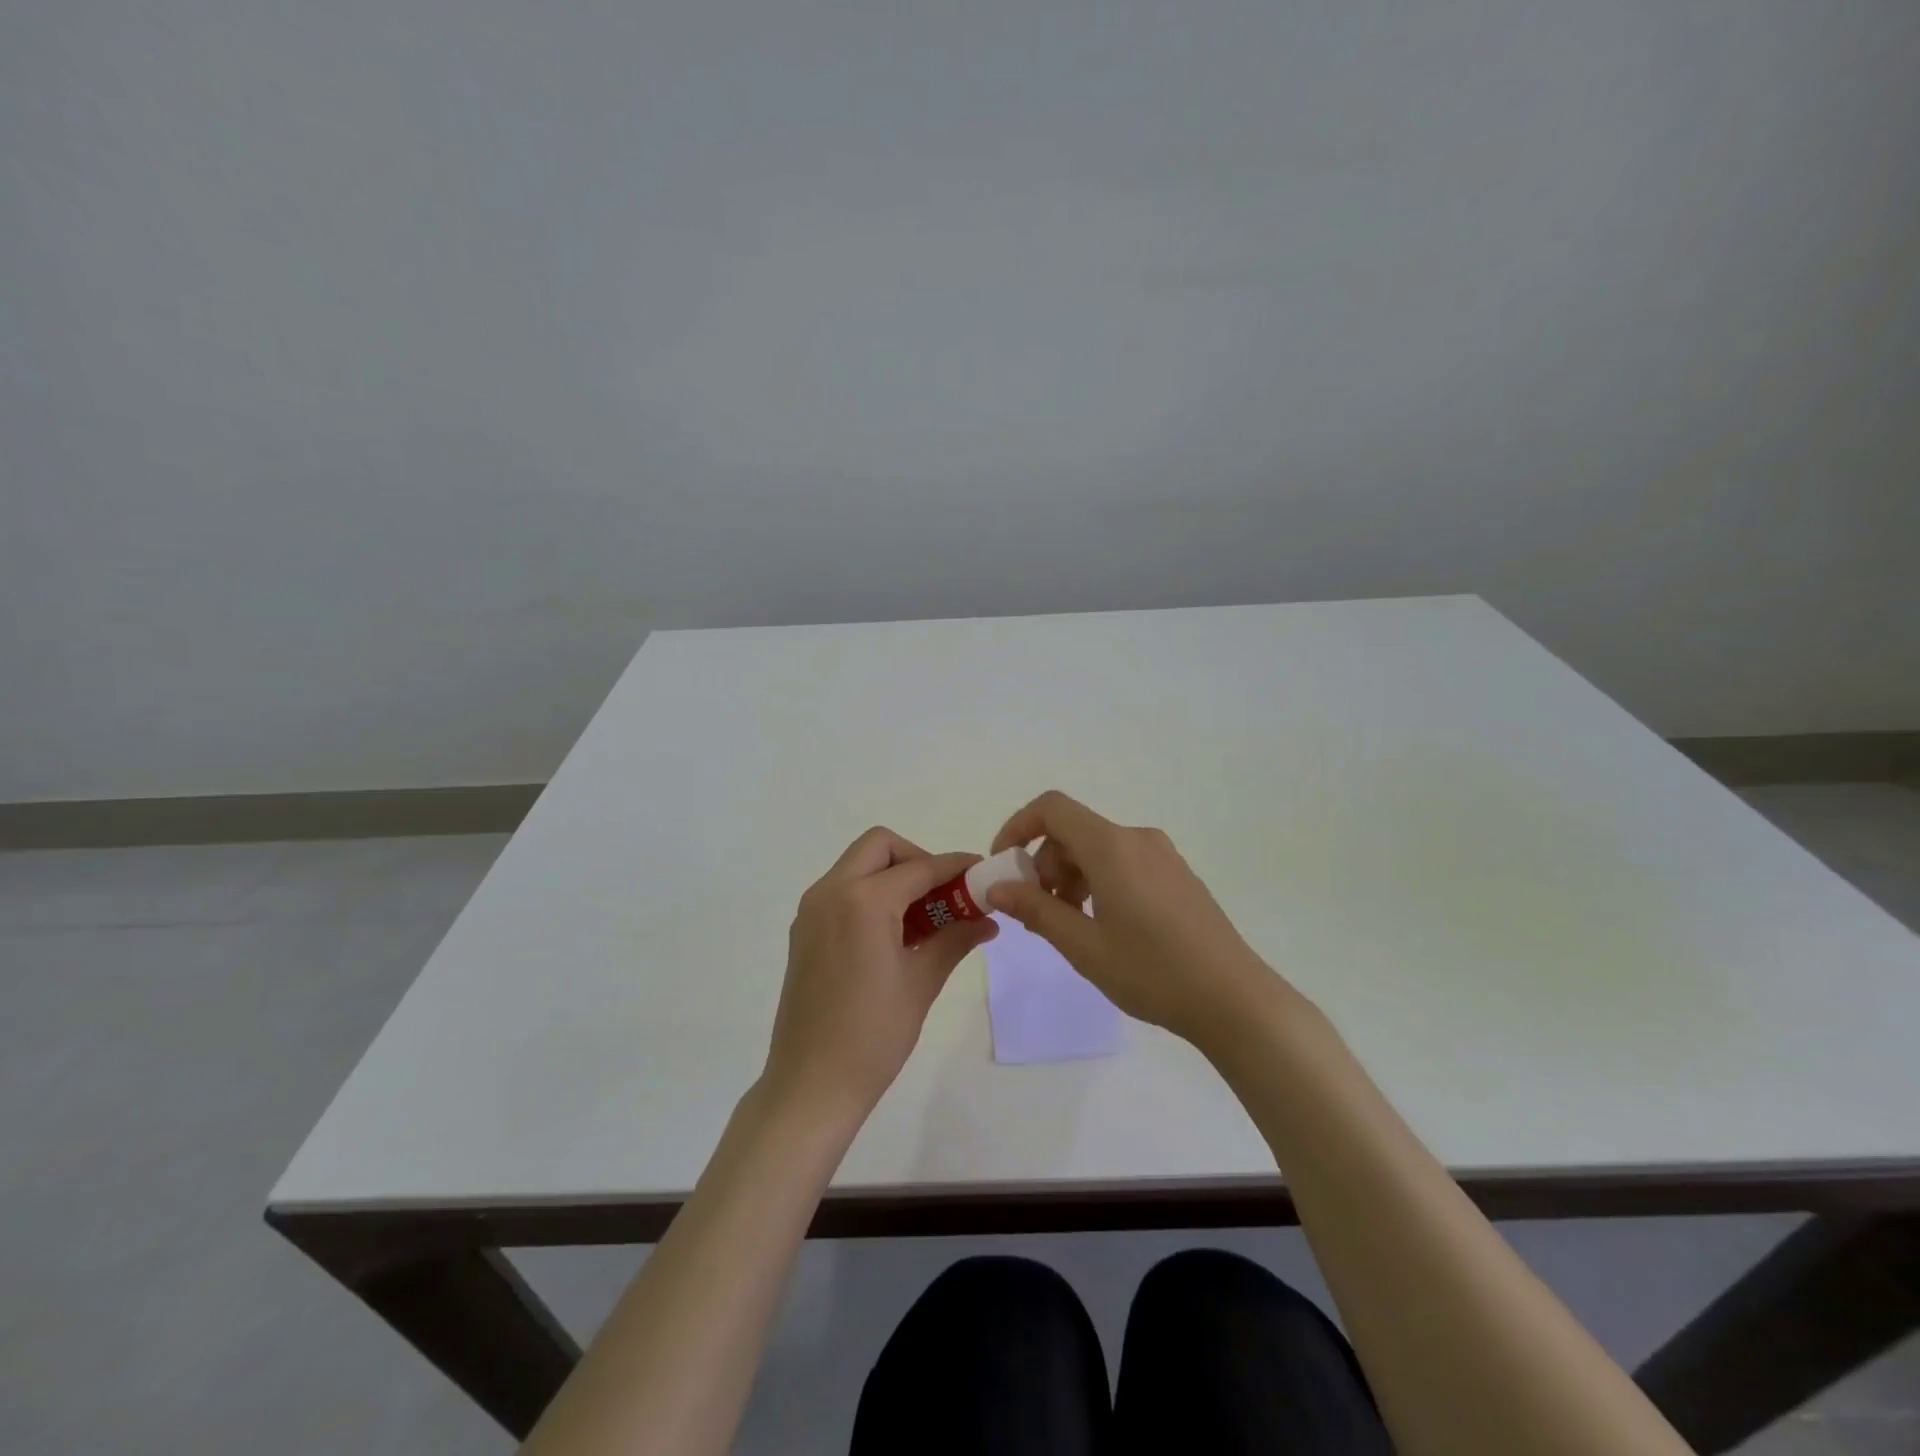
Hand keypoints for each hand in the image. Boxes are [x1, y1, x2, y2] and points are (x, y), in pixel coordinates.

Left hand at [763, 827, 997, 1125]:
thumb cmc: (873, 1035)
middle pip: (879, 847)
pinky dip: (871, 894)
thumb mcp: (921, 982)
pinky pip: (842, 891)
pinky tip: (893, 932)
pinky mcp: (804, 930)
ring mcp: (811, 910)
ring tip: (924, 916)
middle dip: (917, 859)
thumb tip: (988, 919)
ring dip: (892, 876)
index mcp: (863, 901)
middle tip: (943, 893)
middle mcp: (831, 892)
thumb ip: (955, 938)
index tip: (981, 872)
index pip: (919, 868)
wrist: (810, 1084)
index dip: (954, 866)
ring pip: (858, 866)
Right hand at [986, 790, 1290, 1050]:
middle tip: (1038, 912)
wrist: (1235, 999)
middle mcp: (1137, 838)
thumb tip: (996, 887)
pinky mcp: (1178, 874)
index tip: (1003, 866)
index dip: (1018, 827)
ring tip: (1071, 926)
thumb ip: (1036, 910)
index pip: (1052, 808)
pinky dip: (1099, 882)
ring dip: (1071, 876)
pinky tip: (1105, 926)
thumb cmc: (1152, 972)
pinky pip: (1124, 862)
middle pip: (1074, 832)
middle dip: (1044, 864)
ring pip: (1098, 849)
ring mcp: (1163, 855)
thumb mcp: (1083, 946)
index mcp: (1112, 847)